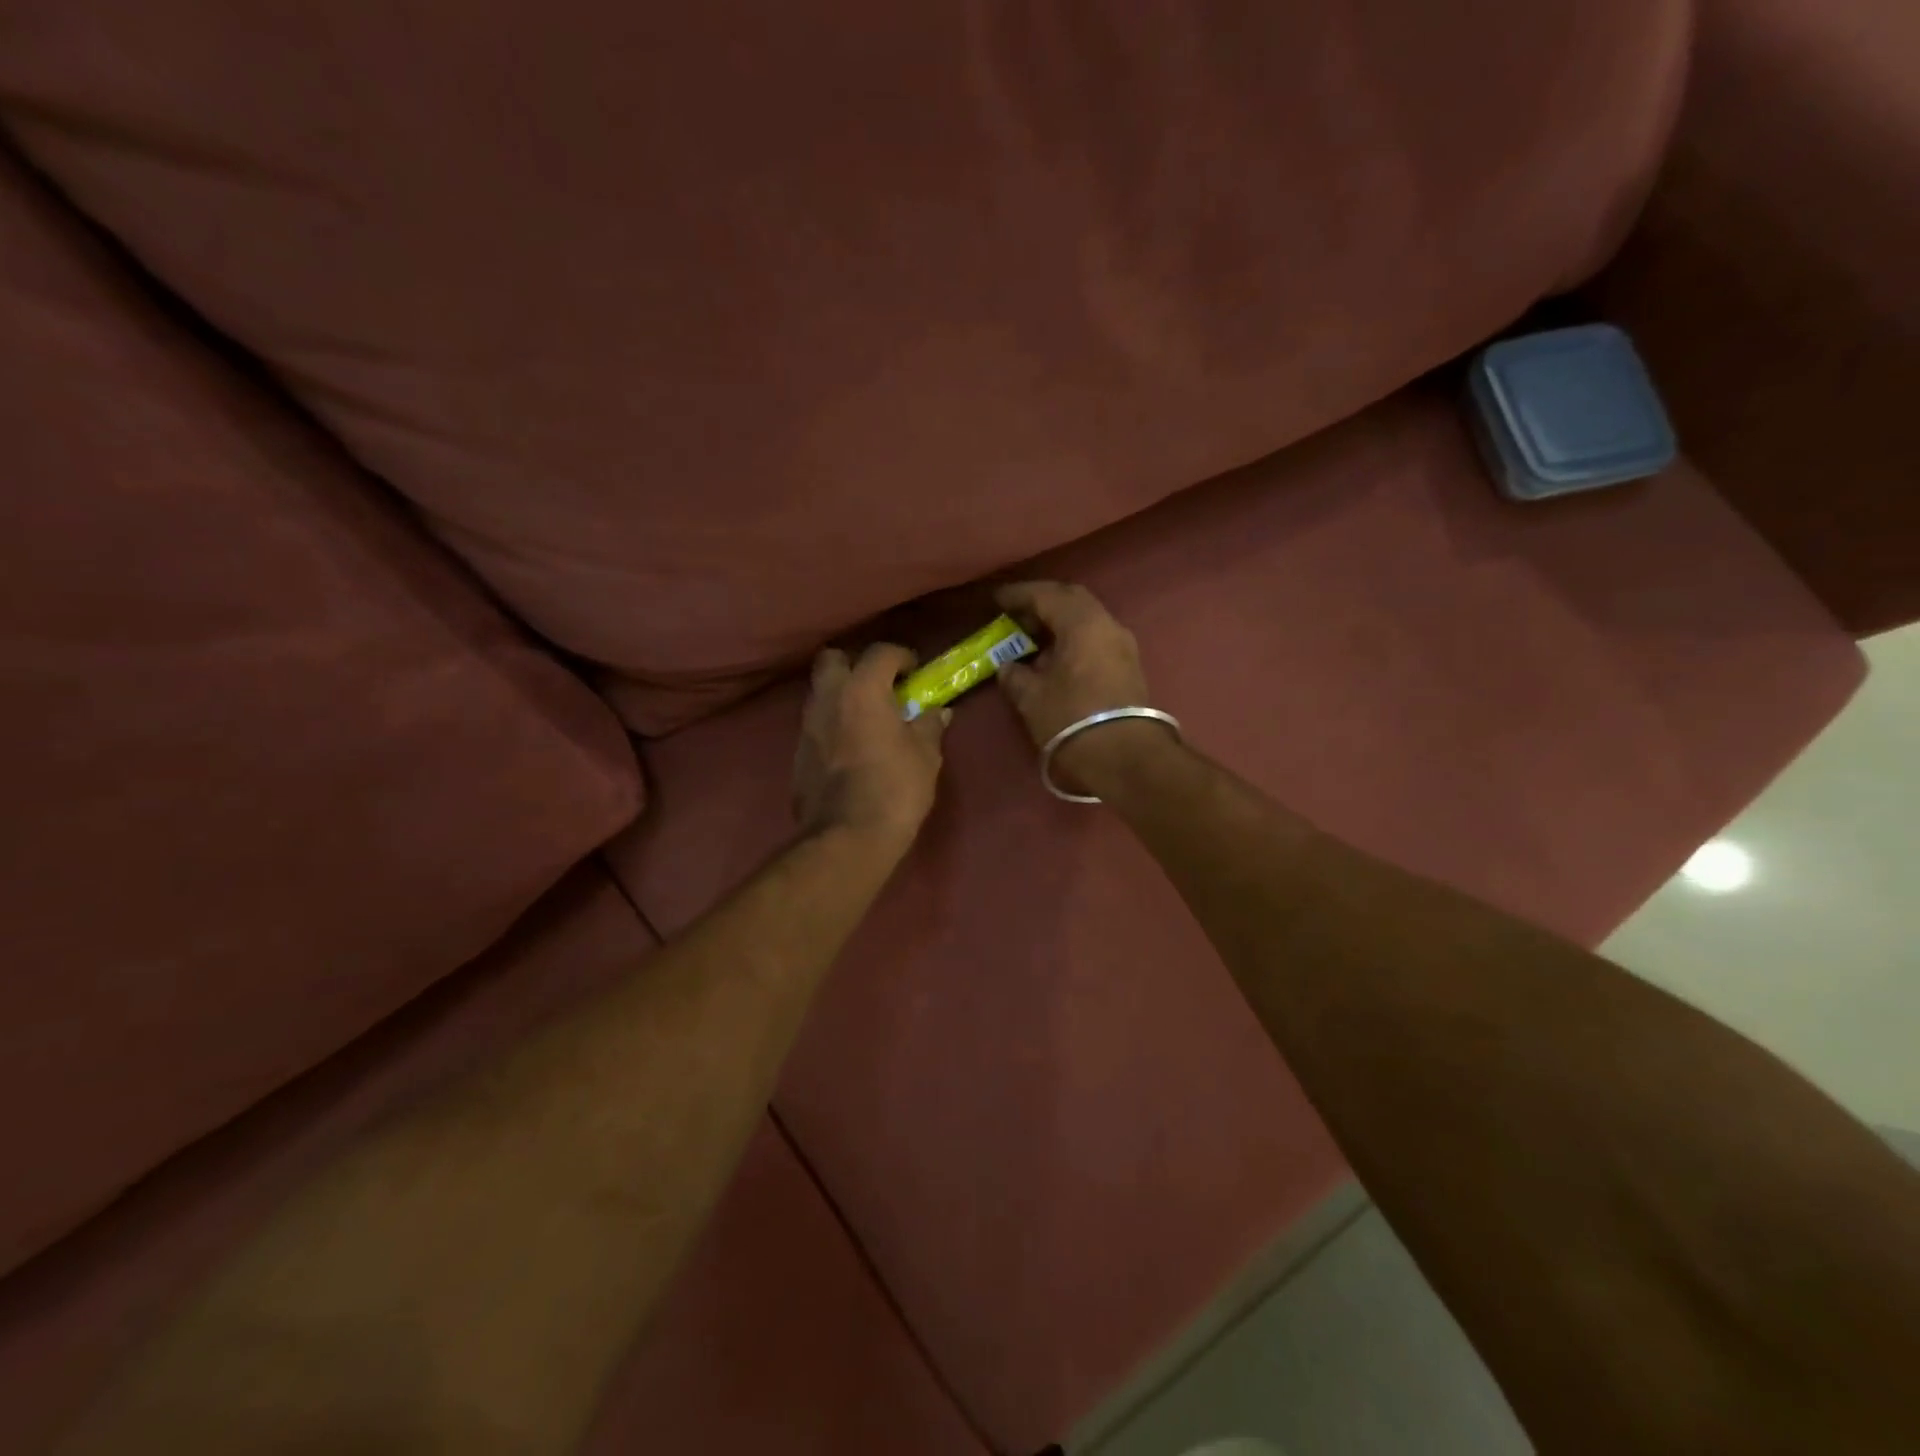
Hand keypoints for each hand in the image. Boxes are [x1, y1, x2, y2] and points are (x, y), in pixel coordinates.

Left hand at [794, 644, 946, 850]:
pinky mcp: (797, 756)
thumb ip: (929, 726)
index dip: (901, 656)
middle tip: (880, 686)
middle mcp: (828, 699)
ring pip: (821, 694)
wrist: (848, 838)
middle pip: (833, 660)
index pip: (880, 652)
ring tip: (867, 719)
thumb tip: (937, 712)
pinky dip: (832, 727)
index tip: (915, 672)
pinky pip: (816, 727)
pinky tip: (850, 749)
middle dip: (856, 665)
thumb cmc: (895, 788)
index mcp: (862, 689)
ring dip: (842, 697)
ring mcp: (807, 727)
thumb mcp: (925, 755)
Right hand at [994, 581, 1169, 794]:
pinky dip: (1071, 638)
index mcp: (1083, 623)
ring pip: (1086, 620)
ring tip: (1031, 637)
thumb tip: (1008, 667)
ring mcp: (1122, 646)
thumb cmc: (1072, 719)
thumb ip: (1014, 675)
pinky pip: (1094, 638)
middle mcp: (1107, 625)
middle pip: (1071, 600)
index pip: (1047, 595)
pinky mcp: (1127, 666)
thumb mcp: (1031, 697)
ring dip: (1058, 622)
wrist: (1125, 757)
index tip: (996, 599)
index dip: (1018, 595)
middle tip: (1015, 615)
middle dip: (1041, 603)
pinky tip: (1053, 657)